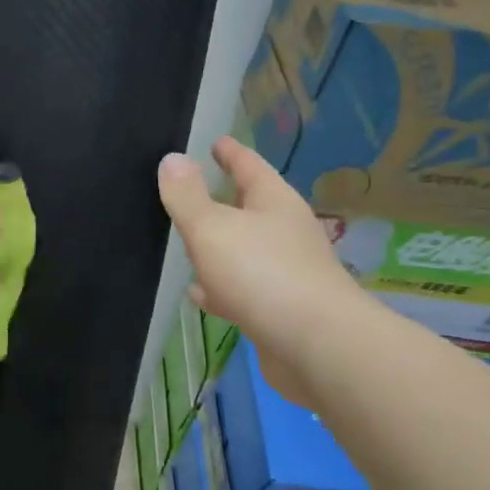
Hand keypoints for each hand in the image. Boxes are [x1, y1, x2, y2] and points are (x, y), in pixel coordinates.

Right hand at [157, 137, 364, 393]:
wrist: (317, 348)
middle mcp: (285, 233)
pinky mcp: (280, 311)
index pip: (249, 166)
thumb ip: (187, 196)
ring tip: (187, 243)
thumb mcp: (212, 228)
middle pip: (249, 208)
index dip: (230, 152)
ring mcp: (286, 273)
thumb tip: (172, 158)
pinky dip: (220, 287)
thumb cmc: (262, 274)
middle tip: (189, 191)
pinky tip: (199, 295)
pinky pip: (242, 289)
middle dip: (222, 199)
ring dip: (219, 247)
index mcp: (274, 203)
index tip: (215, 141)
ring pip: (244, 250)